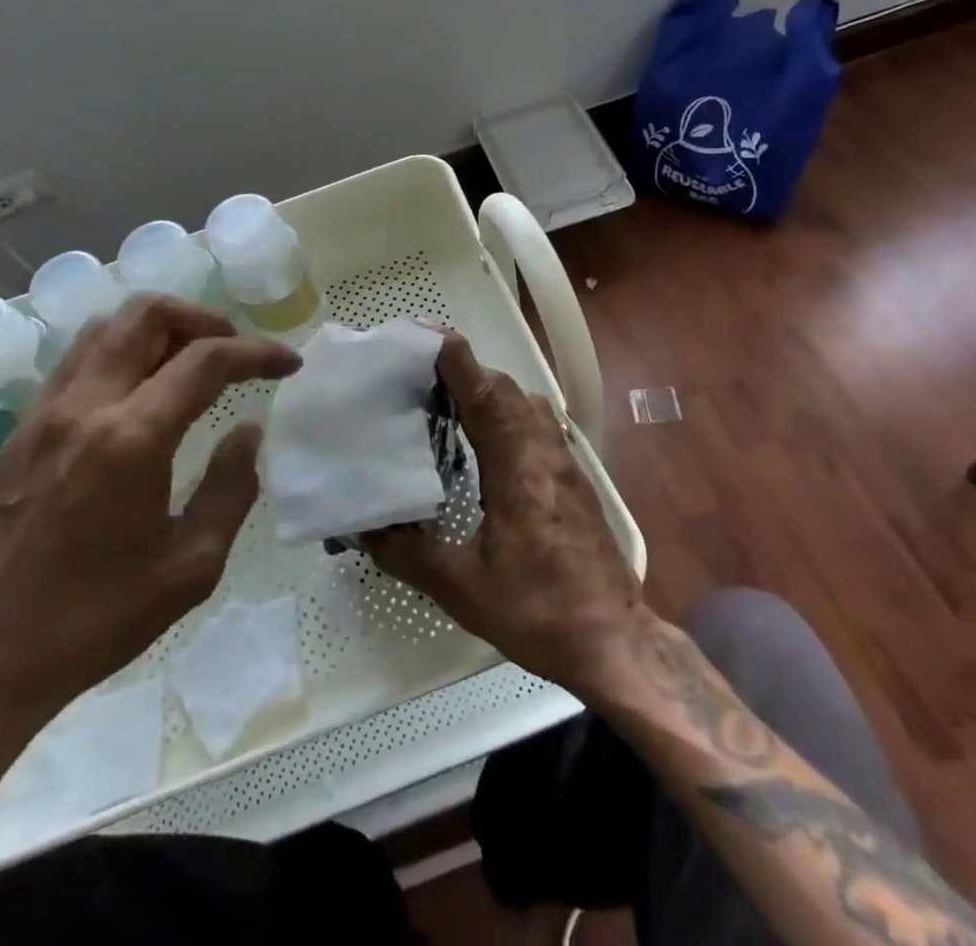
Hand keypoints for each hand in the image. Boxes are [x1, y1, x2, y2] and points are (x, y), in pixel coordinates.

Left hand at [0, 295, 300, 729]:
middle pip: (146, 314)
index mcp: (132, 438)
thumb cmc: (91, 621)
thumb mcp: (189, 568)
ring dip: (158, 327)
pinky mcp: (22, 428)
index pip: (206, 360)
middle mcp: (85, 405)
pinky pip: (79, 358)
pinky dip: (121, 349)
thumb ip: (231, 488)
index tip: (289, 364)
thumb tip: (248, 430)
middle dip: (203, 318)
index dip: (257, 352)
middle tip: (235, 349)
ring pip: (106, 326)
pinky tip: (140, 389)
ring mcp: (46, 411)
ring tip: (192, 360)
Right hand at [363, 333, 646, 697]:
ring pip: (524, 402)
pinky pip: (536, 423)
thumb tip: (362, 526)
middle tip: (418, 375)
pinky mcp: (573, 476)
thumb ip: (407, 552)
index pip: (483, 392)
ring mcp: (563, 461)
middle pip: (504, 388)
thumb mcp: (460, 587)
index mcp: (515, 465)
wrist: (612, 640)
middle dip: (463, 370)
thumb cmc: (537, 609)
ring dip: (487, 390)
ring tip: (446, 403)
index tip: (421, 336)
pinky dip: (506, 412)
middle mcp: (543, 450)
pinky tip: (485, 441)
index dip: (454, 359)